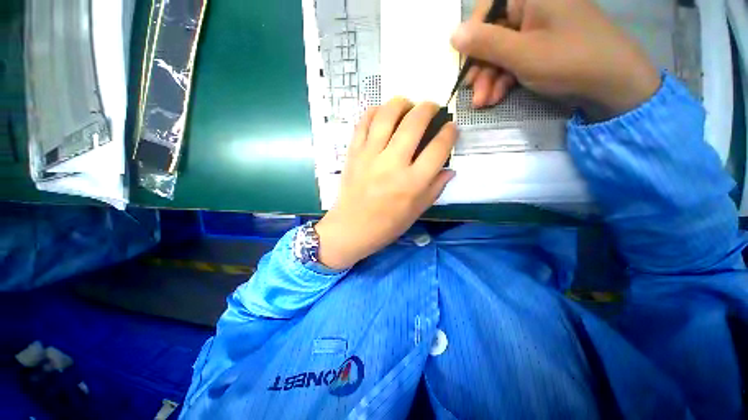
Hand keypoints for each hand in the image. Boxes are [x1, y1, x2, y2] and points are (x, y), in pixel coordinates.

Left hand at [314, 99, 457, 269]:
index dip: (449, 133)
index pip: (438, 148)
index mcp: (412, 183)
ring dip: (401, 103)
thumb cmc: (386, 225)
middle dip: (428, 108)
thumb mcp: (417, 211)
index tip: (451, 127)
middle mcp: (393, 164)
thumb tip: (449, 169)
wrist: (351, 228)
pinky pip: (363, 123)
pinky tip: (382, 113)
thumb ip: (435, 188)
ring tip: (407, 104)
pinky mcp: (353, 153)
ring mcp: (370, 156)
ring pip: (387, 116)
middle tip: (432, 107)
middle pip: (414, 124)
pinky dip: (374, 112)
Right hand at [451, 0, 659, 118]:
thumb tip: (453, 35)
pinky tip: (497, 97)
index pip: (487, 8)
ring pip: (502, 51)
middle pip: (493, 34)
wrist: (615, 84)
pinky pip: (515, 59)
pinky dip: (504, 79)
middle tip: (474, 94)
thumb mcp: (522, 53)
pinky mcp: (543, 45)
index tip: (465, 64)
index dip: (472, 37)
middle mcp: (534, 6)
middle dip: (481, 68)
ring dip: (490, 79)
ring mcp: (539, 27)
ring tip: (484, 102)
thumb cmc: (570, 61)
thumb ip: (485, 43)